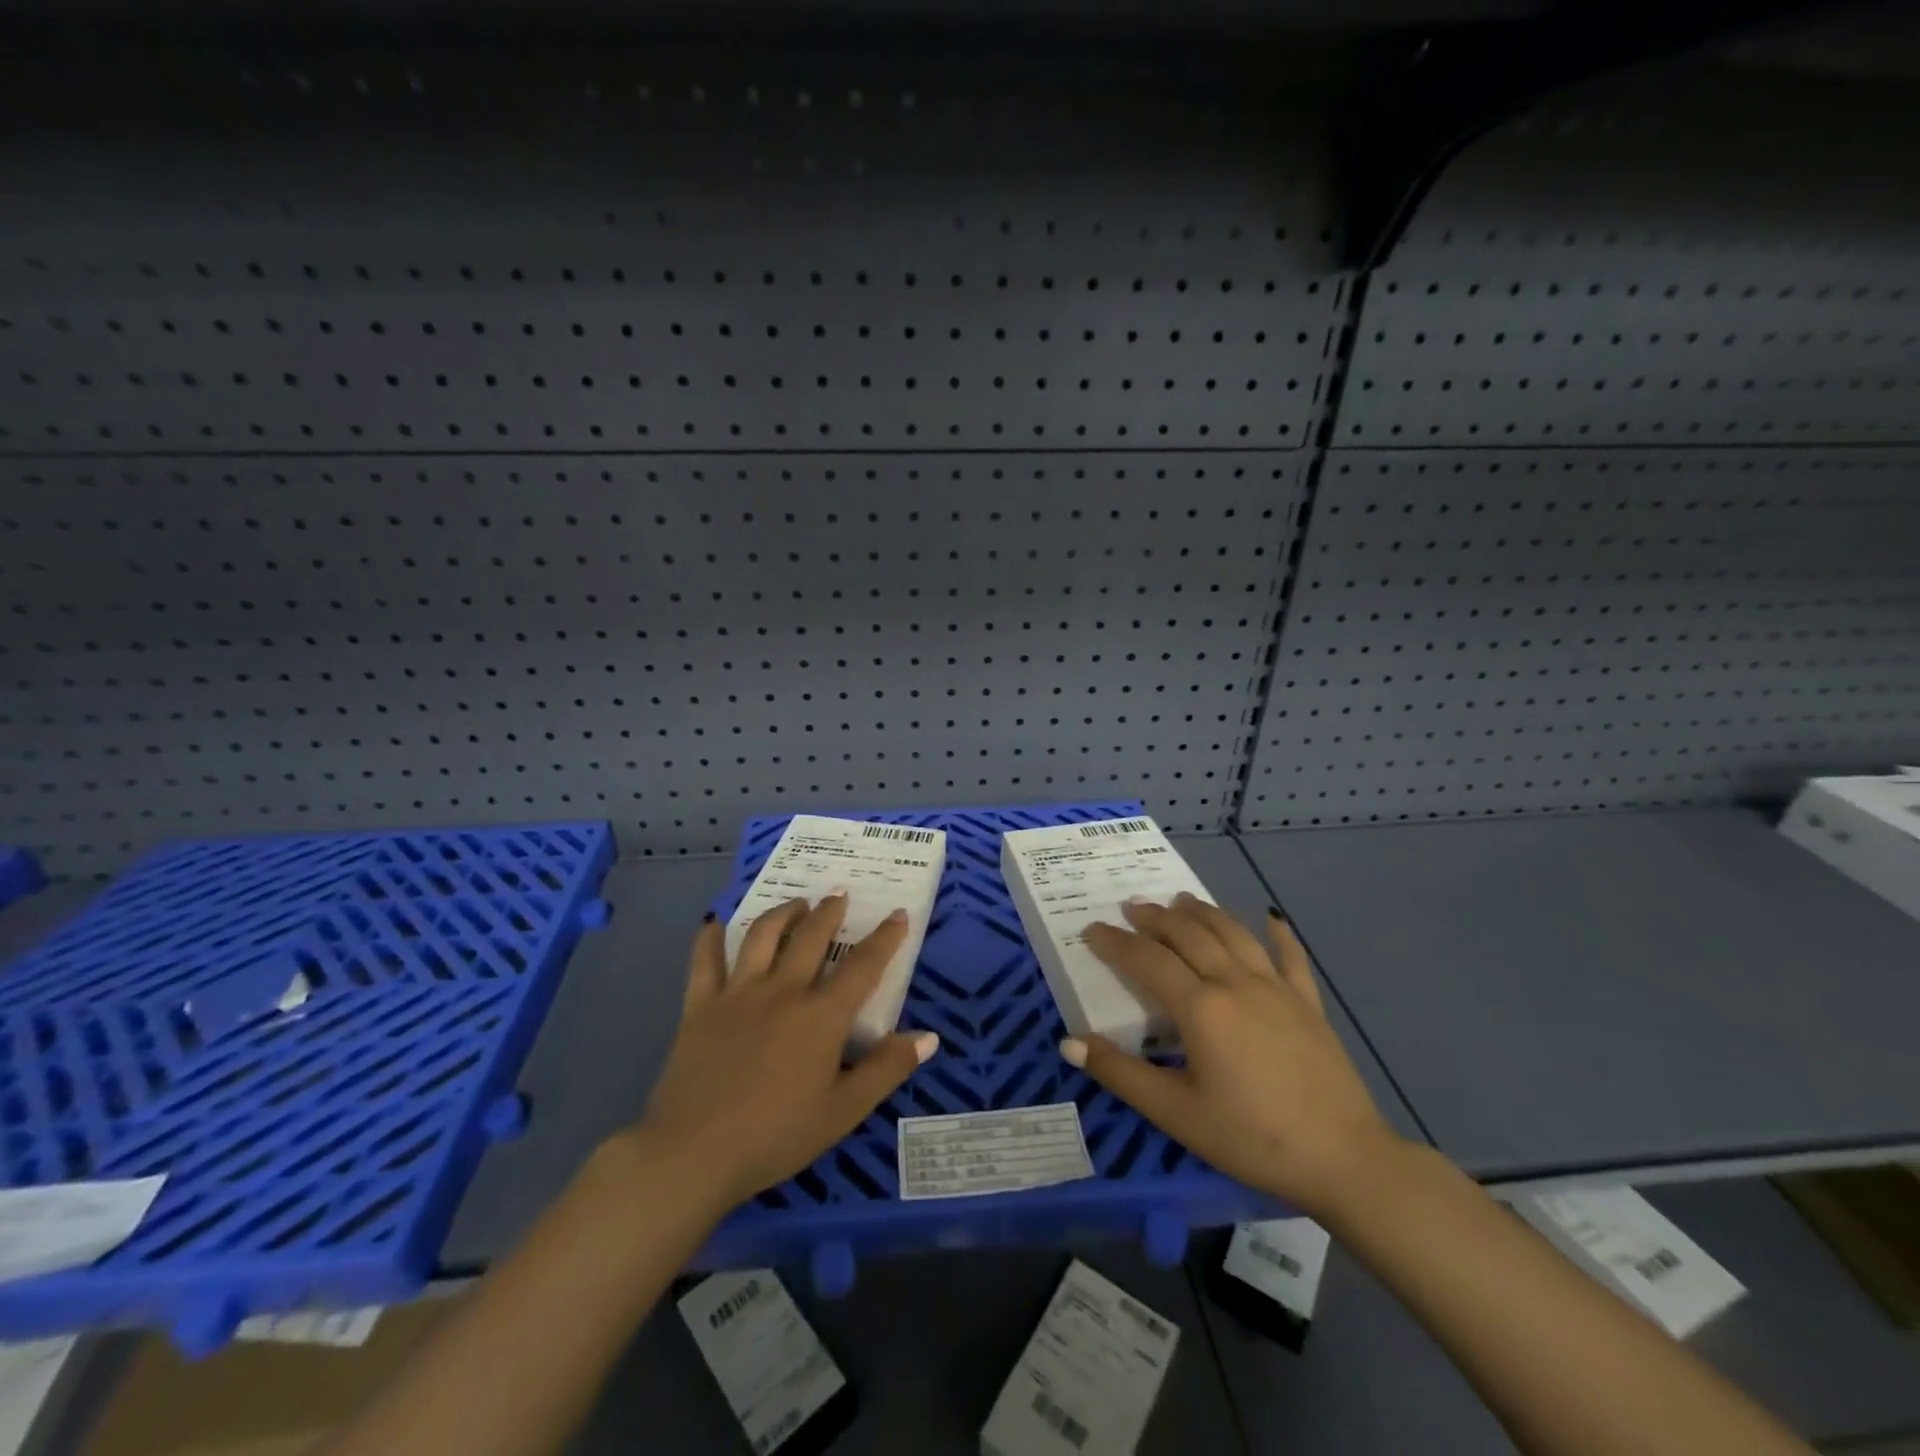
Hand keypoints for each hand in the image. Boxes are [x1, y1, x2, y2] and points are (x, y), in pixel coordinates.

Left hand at [630, 894, 939, 1211]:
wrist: (693, 1154)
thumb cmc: (776, 1136)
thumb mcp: (843, 1112)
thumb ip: (886, 1069)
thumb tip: (929, 1036)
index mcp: (821, 1015)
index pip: (863, 965)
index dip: (885, 938)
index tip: (898, 915)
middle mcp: (783, 990)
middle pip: (812, 937)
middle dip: (830, 911)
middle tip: (839, 894)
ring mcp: (738, 993)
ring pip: (763, 935)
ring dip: (783, 912)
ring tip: (796, 903)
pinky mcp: (700, 1005)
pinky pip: (705, 960)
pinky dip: (710, 938)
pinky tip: (714, 924)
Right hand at [1062, 895, 1405, 1221]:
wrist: (1346, 1160)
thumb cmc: (1252, 1138)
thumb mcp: (1175, 1112)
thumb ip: (1120, 1073)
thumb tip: (1068, 1042)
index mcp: (1201, 1008)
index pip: (1147, 960)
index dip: (1116, 942)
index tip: (1092, 929)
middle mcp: (1235, 983)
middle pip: (1189, 935)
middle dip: (1156, 917)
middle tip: (1132, 906)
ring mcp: (1276, 989)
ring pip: (1233, 934)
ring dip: (1203, 913)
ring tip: (1181, 900)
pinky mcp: (1308, 1004)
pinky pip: (1290, 958)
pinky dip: (1278, 934)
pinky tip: (1271, 918)